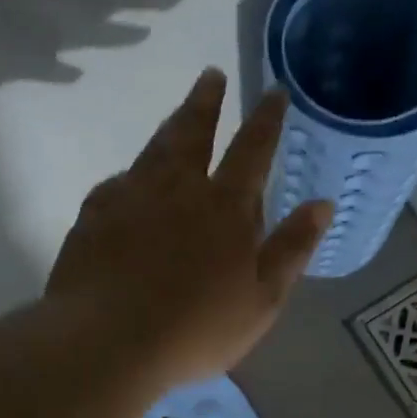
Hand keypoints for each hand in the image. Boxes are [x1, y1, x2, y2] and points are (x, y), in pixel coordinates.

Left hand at [47, 69, 332, 388]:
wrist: (108, 342)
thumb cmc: (196, 329)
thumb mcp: (262, 300)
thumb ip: (292, 250)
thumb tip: (322, 204)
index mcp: (225, 208)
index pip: (252, 150)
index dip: (266, 119)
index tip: (274, 91)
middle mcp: (177, 189)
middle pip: (194, 132)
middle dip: (207, 102)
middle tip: (212, 75)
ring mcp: (130, 198)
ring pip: (153, 150)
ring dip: (170, 126)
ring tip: (179, 114)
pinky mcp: (93, 216)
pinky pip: (117, 184)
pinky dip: (130, 176)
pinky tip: (128, 182)